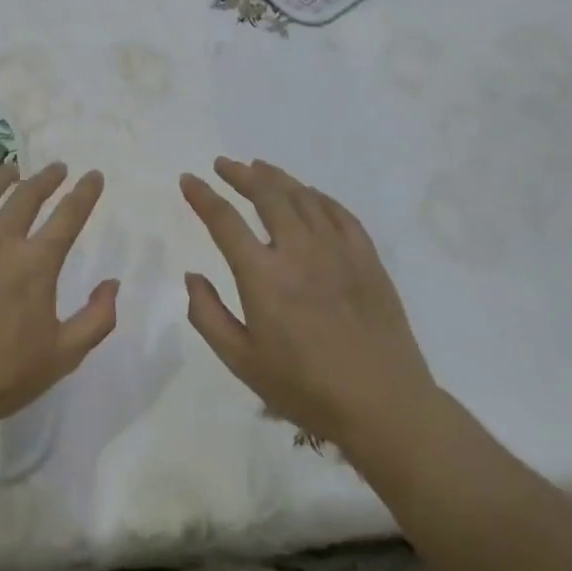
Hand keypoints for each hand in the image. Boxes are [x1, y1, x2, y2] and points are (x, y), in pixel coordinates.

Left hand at [0, 163, 116, 442]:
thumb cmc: (3, 377)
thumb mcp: (64, 356)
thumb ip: (97, 318)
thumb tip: (113, 282)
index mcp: (35, 264)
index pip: (68, 216)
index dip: (84, 193)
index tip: (93, 176)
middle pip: (26, 196)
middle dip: (46, 178)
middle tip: (56, 169)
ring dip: (1, 176)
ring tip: (11, 170)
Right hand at [180, 158, 435, 446]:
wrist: (383, 405)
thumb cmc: (305, 388)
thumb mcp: (241, 361)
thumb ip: (208, 315)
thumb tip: (192, 276)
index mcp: (262, 276)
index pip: (225, 221)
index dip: (203, 196)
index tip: (188, 179)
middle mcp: (299, 251)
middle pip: (267, 195)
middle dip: (240, 175)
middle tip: (224, 165)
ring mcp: (337, 250)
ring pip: (303, 197)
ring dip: (276, 178)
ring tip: (259, 168)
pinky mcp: (367, 258)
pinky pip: (339, 213)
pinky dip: (317, 196)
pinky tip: (308, 194)